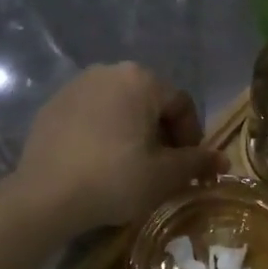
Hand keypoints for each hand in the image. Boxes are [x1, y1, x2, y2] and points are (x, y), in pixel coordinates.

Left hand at [10, 63, 225, 236]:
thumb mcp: (165, 175)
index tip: (189, 167)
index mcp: (141, 79)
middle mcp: (109, 71)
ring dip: (133, 132)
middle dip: (162, 134)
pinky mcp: (52, 105)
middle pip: (150, 102)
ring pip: (120, 107)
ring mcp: (75, 86)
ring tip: (132, 166)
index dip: (192, 137)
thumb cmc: (115, 179)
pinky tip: (99, 162)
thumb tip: (223, 160)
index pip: (181, 105)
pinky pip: (91, 115)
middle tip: (162, 168)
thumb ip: (197, 162)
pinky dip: (103, 133)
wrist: (45, 197)